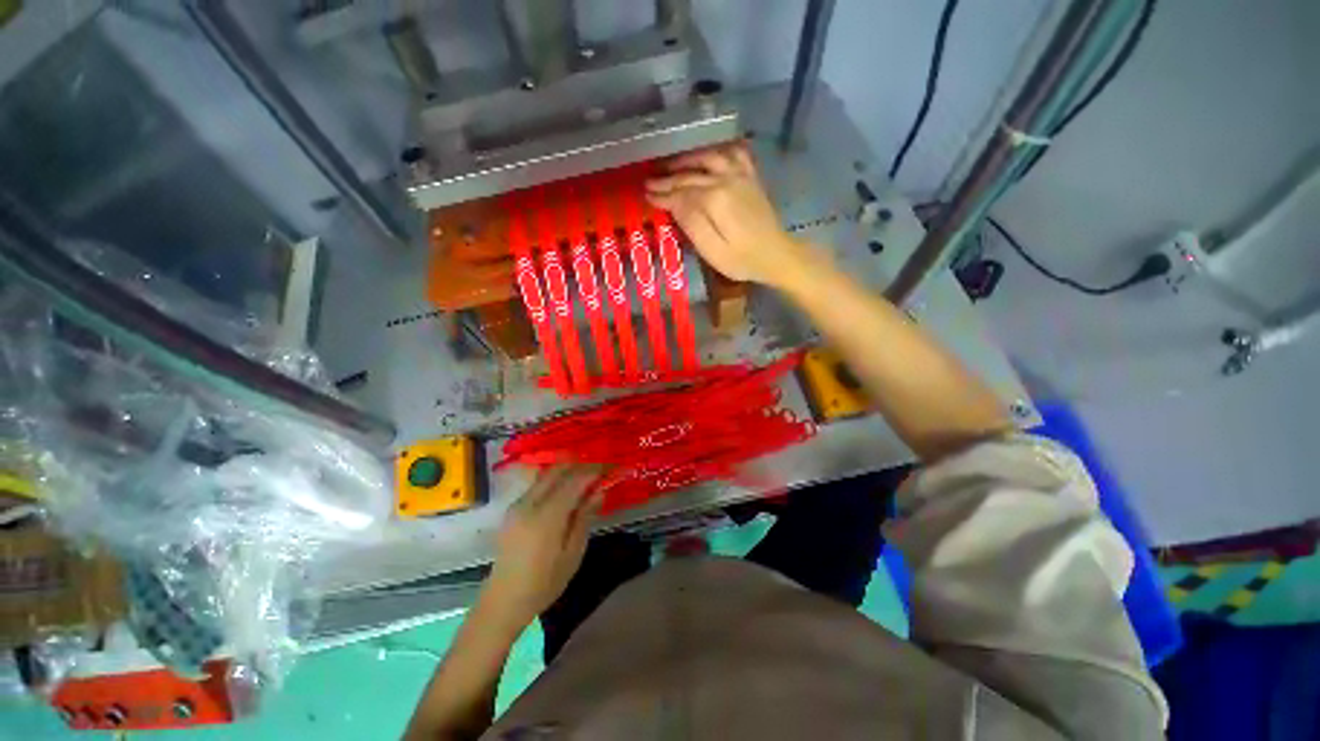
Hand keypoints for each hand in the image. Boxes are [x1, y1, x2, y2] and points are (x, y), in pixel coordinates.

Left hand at [482, 466, 601, 630]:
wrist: (503, 600)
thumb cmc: (544, 583)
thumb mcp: (573, 553)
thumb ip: (585, 518)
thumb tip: (599, 491)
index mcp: (546, 517)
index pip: (574, 481)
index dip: (593, 472)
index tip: (609, 470)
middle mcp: (529, 504)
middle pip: (557, 471)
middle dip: (580, 466)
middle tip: (598, 472)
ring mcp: (518, 505)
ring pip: (546, 475)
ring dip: (567, 472)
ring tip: (585, 480)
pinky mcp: (513, 509)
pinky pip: (538, 485)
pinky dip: (555, 481)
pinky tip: (566, 492)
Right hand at [645, 143, 821, 290]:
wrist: (776, 256)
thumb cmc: (742, 260)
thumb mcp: (713, 251)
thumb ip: (692, 224)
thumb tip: (673, 202)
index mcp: (715, 199)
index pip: (681, 192)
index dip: (662, 194)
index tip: (645, 195)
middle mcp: (727, 179)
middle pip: (691, 174)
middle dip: (668, 178)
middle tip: (649, 182)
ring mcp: (741, 176)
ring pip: (709, 157)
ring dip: (687, 159)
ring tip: (670, 164)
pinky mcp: (751, 178)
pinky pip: (735, 153)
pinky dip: (720, 150)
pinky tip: (710, 153)